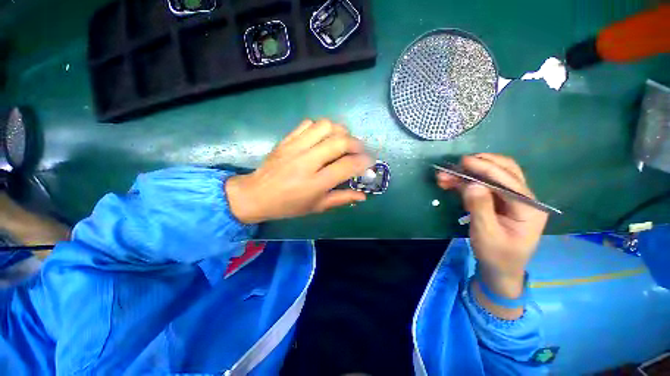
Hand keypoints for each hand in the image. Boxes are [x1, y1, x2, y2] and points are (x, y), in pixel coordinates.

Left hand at [225, 119, 371, 223]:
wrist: (256, 195)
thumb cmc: (289, 205)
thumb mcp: (317, 207)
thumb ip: (341, 199)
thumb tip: (363, 196)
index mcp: (315, 183)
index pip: (346, 166)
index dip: (363, 162)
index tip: (370, 162)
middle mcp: (307, 162)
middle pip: (339, 142)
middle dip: (357, 144)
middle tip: (360, 150)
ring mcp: (295, 147)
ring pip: (325, 126)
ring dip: (340, 131)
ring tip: (343, 141)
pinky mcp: (287, 139)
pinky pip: (309, 124)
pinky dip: (322, 127)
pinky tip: (323, 137)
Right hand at [436, 154, 547, 299]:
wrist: (499, 269)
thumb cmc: (495, 255)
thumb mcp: (486, 234)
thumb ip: (480, 208)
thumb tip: (472, 184)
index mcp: (528, 208)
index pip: (508, 181)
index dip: (485, 168)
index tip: (463, 162)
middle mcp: (524, 198)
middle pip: (506, 171)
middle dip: (480, 165)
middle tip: (457, 165)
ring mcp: (512, 198)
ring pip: (493, 176)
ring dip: (470, 173)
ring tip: (447, 175)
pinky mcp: (499, 201)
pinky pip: (484, 185)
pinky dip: (467, 182)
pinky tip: (451, 182)